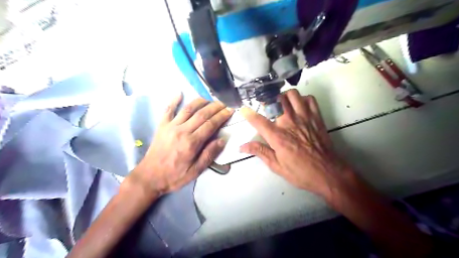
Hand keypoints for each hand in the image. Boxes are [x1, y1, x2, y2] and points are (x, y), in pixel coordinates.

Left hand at [125, 94, 233, 195]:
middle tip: (224, 103)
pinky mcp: (162, 126)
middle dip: (215, 107)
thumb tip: (222, 140)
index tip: (230, 110)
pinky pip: (168, 110)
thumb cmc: (174, 176)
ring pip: (188, 109)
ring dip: (200, 101)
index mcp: (192, 143)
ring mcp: (170, 126)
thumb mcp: (195, 171)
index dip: (222, 116)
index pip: (211, 124)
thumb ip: (209, 154)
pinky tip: (179, 93)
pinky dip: (173, 100)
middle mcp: (182, 130)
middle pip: (202, 114)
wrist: (149, 177)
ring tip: (210, 99)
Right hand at [241, 89, 352, 196]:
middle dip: (267, 101)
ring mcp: (304, 118)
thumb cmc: (300, 172)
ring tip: (282, 104)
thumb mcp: (276, 165)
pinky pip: (309, 99)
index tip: (243, 109)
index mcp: (277, 136)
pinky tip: (299, 107)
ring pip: (292, 95)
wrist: (328, 173)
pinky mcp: (316, 117)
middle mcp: (289, 123)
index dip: (248, 113)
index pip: (258, 120)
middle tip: (267, 108)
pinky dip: (302, 99)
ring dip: (284, 97)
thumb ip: (260, 151)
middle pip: (275, 101)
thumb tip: (242, 147)